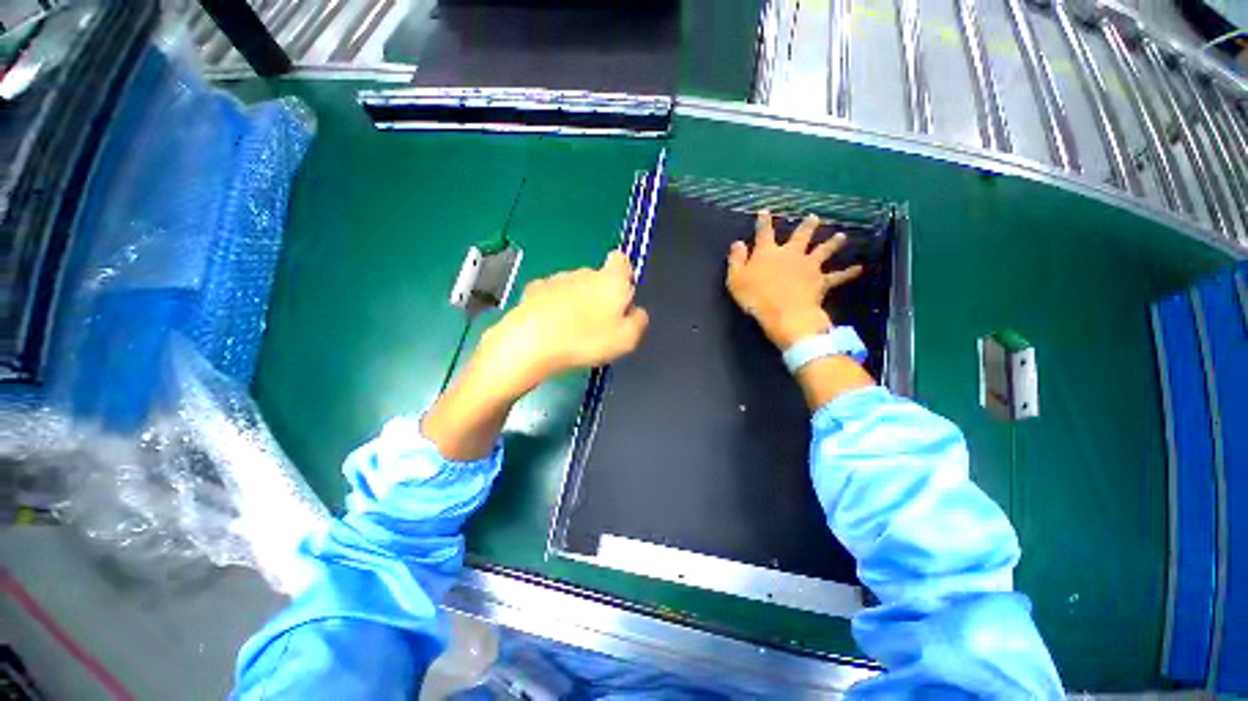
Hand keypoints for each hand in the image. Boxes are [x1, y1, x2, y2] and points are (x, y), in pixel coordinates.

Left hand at [474, 250, 649, 400]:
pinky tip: (552, 328)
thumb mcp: (627, 339)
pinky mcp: (534, 289)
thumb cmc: (586, 339)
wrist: (532, 341)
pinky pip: (553, 296)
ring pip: (575, 288)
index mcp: (612, 280)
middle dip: (601, 296)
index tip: (621, 297)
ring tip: (573, 332)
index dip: (624, 275)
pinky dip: (555, 307)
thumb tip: (637, 312)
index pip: (622, 260)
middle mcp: (585, 272)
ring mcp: (557, 279)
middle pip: (598, 278)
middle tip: (599, 326)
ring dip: (577, 303)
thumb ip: (639, 321)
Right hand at [726, 211, 863, 349]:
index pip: (764, 233)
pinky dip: (848, 273)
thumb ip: (736, 260)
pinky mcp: (820, 281)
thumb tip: (737, 243)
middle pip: (800, 236)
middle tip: (814, 217)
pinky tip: (859, 269)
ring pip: (823, 250)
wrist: (784, 313)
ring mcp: (808, 266)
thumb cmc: (755, 297)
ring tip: (841, 236)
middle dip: (807, 226)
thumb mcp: (736, 279)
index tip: (765, 211)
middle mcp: (790, 254)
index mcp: (768, 253)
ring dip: (832, 243)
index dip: (764, 222)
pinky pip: (837, 276)